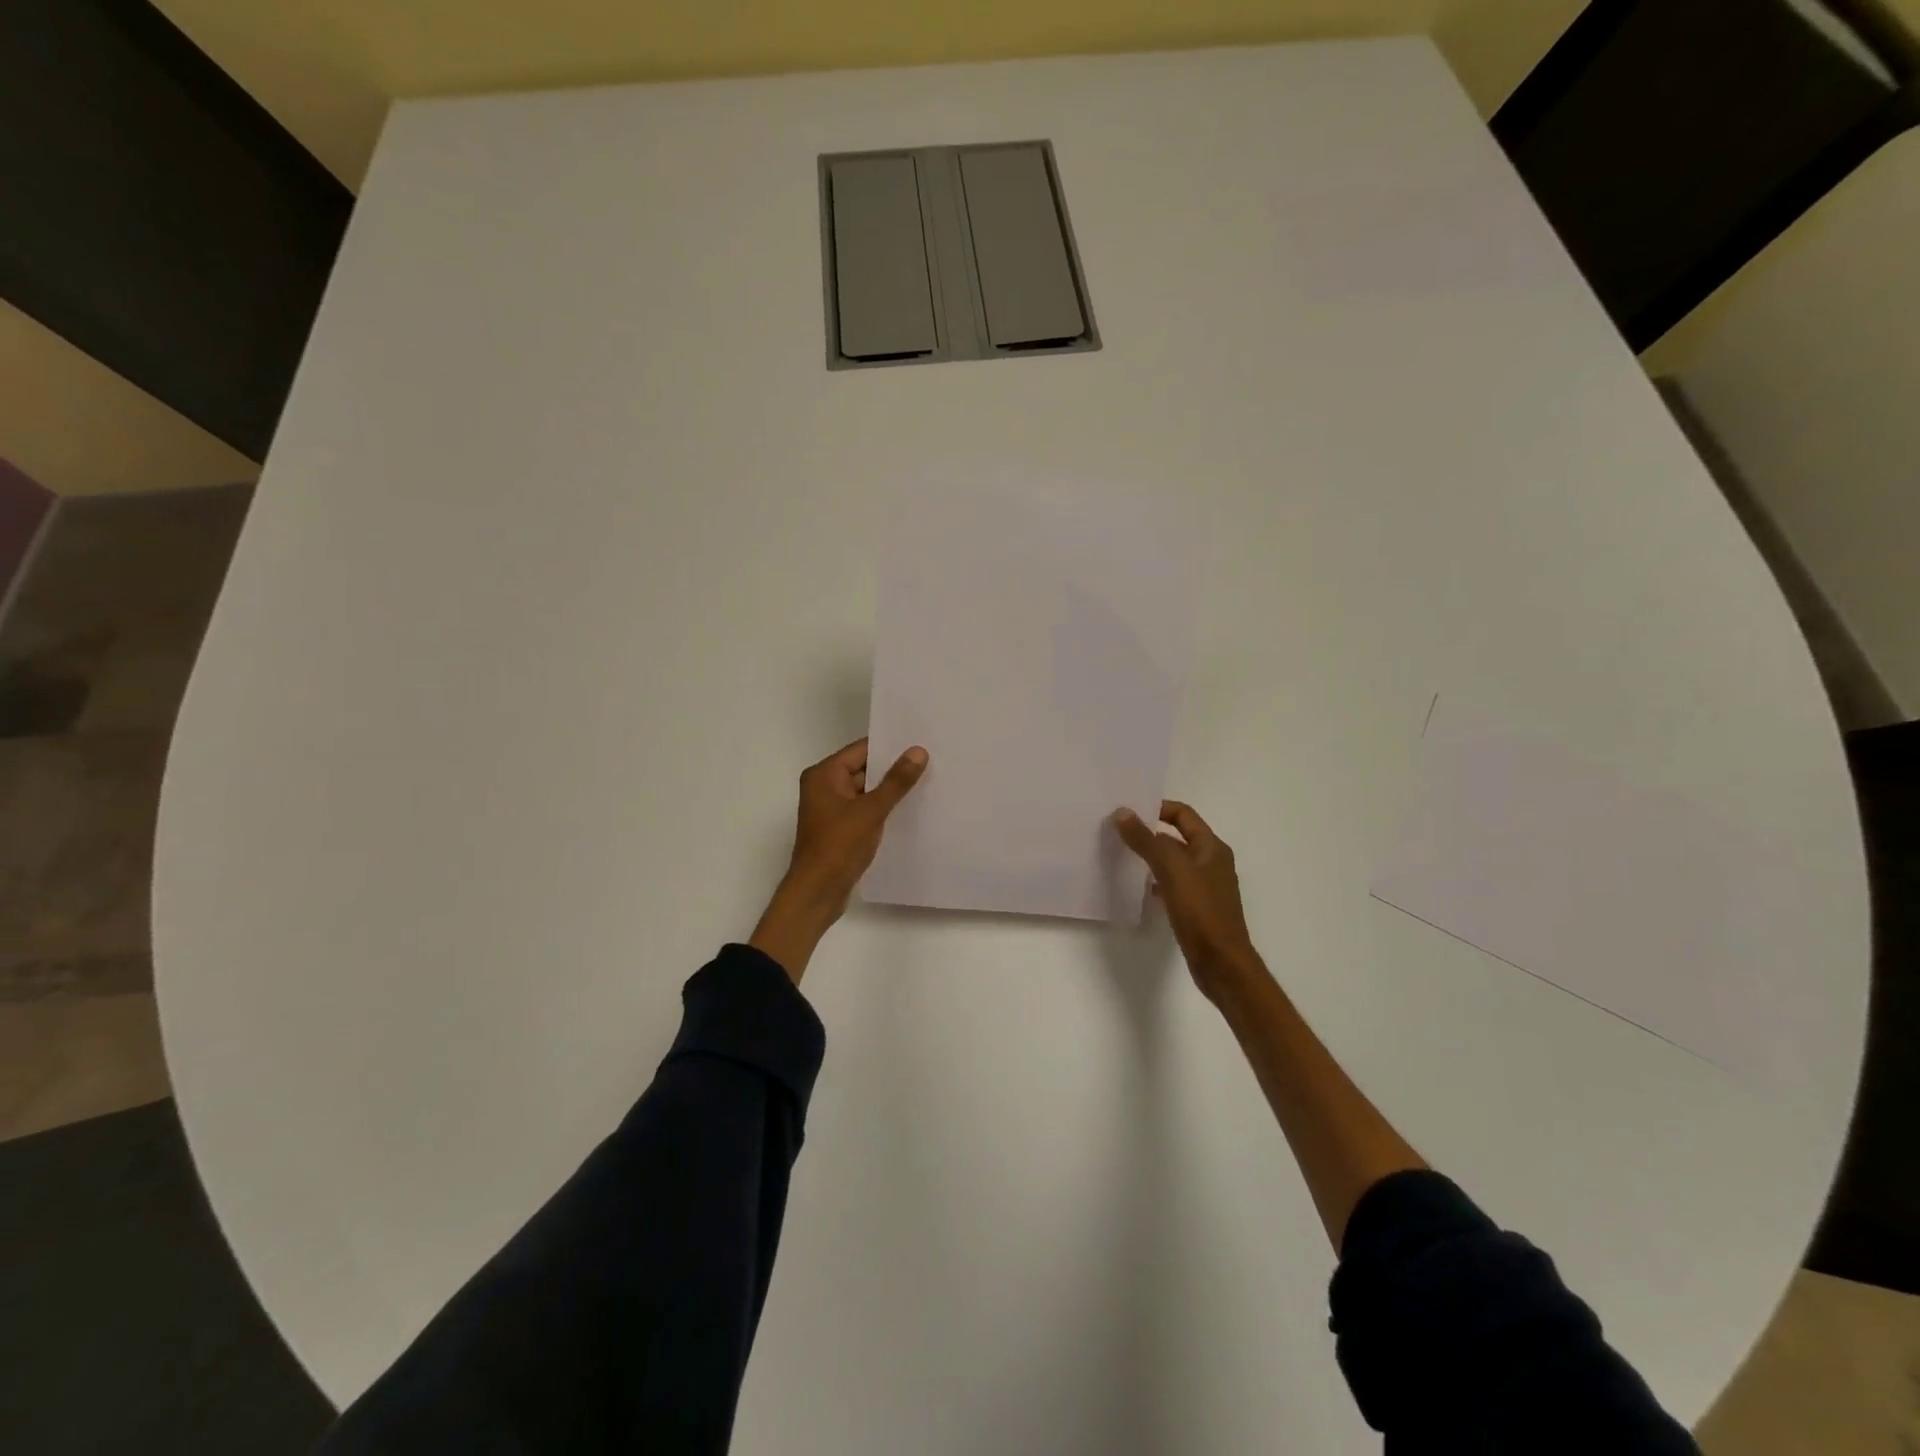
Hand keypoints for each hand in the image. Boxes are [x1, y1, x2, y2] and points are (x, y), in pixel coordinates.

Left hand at [750, 737, 928, 981]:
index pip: (861, 750)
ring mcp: (830, 809)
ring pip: (865, 791)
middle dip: (893, 769)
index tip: (920, 743)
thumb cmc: (839, 846)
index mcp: (824, 774)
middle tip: (930, 762)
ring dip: (889, 790)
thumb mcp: (871, 810)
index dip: (890, 746)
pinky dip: (882, 808)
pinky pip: (863, 809)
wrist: (817, 892)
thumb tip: (918, 751)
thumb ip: (896, 781)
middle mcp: (823, 786)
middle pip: (863, 769)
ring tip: (926, 783)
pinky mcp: (839, 828)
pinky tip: (908, 810)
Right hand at [1113, 800, 1260, 1002]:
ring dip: (1151, 856)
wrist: (1221, 963)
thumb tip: (1122, 812)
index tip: (1128, 810)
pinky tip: (1138, 888)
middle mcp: (1211, 862)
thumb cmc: (1201, 911)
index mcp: (1211, 848)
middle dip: (1150, 832)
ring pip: (1173, 862)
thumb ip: (1146, 840)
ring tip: (1121, 855)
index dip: (1157, 808)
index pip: (1183, 815)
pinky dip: (1155, 881)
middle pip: (1177, 837)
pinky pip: (1172, 884)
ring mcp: (1205, 886)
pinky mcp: (1197, 907)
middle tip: (1118, 830)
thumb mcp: (1171, 870)